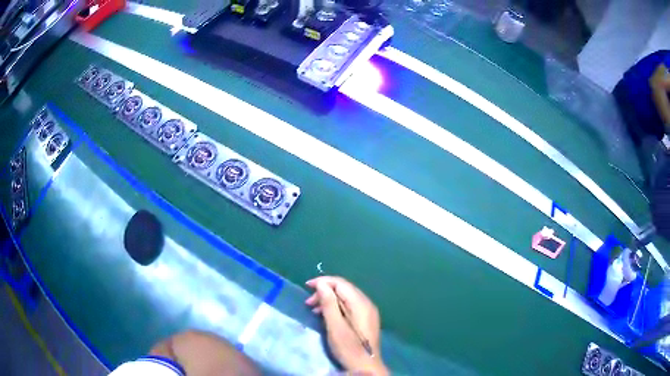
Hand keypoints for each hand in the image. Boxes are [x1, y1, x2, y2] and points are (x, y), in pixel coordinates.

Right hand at [305, 276, 387, 374]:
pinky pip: (349, 306)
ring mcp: (368, 312)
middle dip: (324, 291)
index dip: (323, 282)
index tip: (307, 286)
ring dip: (329, 300)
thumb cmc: (349, 348)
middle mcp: (367, 304)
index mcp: (361, 304)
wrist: (365, 366)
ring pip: (346, 298)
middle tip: (308, 302)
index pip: (341, 283)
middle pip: (344, 289)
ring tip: (313, 309)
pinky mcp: (365, 320)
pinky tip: (325, 316)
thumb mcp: (335, 326)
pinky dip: (336, 307)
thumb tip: (322, 284)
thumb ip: (329, 304)